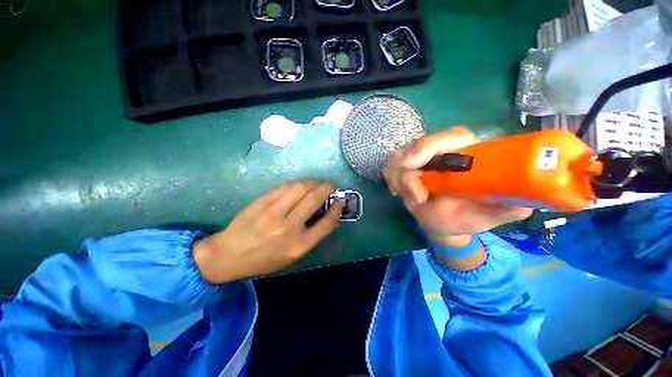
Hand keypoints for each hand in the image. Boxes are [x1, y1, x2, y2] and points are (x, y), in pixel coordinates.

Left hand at [192, 181, 342, 283]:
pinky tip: (300, 185)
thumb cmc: (264, 260)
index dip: (337, 209)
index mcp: (299, 245)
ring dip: (313, 182)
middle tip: (330, 186)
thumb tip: (324, 213)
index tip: (339, 201)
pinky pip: (285, 187)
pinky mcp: (262, 202)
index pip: (326, 223)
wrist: (229, 255)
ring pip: (300, 188)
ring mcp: (274, 212)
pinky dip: (297, 183)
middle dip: (326, 188)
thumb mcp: (292, 256)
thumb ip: (310, 236)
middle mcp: (289, 227)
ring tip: (316, 183)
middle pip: (314, 199)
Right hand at [384, 127, 532, 247]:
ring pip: (397, 157)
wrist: (443, 222)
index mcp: (467, 155)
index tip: (412, 164)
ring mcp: (421, 157)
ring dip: (398, 180)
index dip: (428, 145)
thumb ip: (507, 208)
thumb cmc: (465, 218)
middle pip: (414, 146)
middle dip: (406, 174)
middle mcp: (443, 151)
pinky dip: (391, 179)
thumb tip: (525, 201)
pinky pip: (389, 166)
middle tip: (413, 198)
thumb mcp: (487, 217)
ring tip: (410, 199)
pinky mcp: (405, 165)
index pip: (451, 136)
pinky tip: (398, 191)